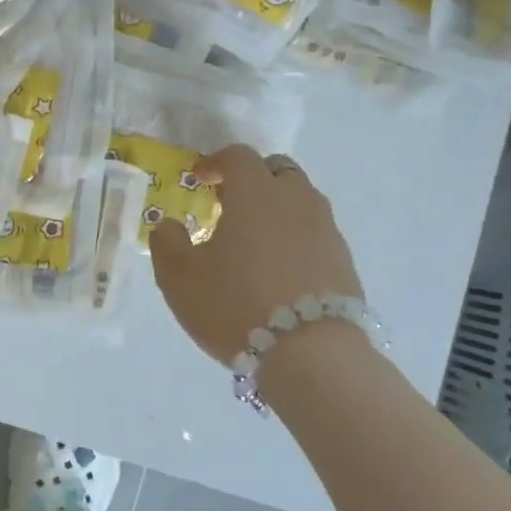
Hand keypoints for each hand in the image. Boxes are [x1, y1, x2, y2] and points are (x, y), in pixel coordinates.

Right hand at [150, 144, 363, 366]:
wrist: (311, 354)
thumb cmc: (235, 304)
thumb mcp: (179, 277)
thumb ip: (166, 242)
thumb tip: (169, 225)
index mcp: (255, 193)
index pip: (238, 156)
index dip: (215, 162)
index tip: (199, 179)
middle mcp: (296, 199)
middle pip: (277, 170)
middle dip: (252, 179)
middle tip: (229, 204)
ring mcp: (326, 229)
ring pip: (300, 200)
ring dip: (275, 208)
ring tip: (253, 240)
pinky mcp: (343, 260)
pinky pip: (314, 232)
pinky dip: (294, 236)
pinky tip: (278, 269)